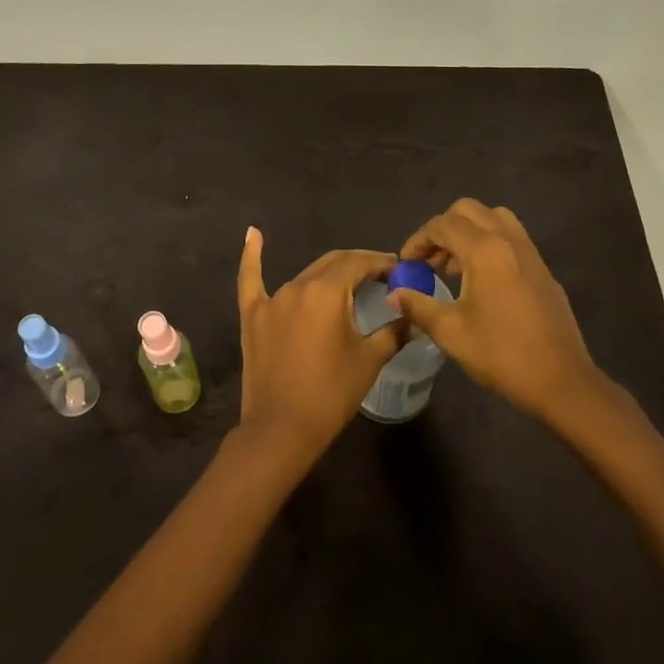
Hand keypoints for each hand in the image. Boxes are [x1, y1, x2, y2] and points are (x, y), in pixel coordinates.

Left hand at [234, 228, 404, 462]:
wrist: (281, 430)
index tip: (399, 270)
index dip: (381, 263)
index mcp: (327, 292)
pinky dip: (252, 256)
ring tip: (350, 281)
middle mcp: (298, 286)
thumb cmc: (331, 394)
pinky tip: (253, 233)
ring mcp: (272, 300)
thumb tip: (412, 316)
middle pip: (333, 263)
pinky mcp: (253, 316)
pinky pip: (251, 280)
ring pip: (306, 275)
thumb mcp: (369, 361)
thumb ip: (393, 332)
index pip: (359, 264)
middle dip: (359, 265)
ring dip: (329, 274)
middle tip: (382, 277)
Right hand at [390, 199, 619, 424]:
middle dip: (442, 229)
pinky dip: (489, 245)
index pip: (442, 225)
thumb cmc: (501, 354)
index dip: (418, 240)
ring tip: (453, 268)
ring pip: (494, 219)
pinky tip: (481, 283)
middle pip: (469, 210)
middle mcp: (509, 240)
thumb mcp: (450, 332)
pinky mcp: (543, 270)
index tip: (406, 265)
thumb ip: (418, 306)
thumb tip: (394, 294)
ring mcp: (531, 253)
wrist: (561, 381)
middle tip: (429, 260)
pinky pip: (511, 239)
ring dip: (468, 233)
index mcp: (485, 250)